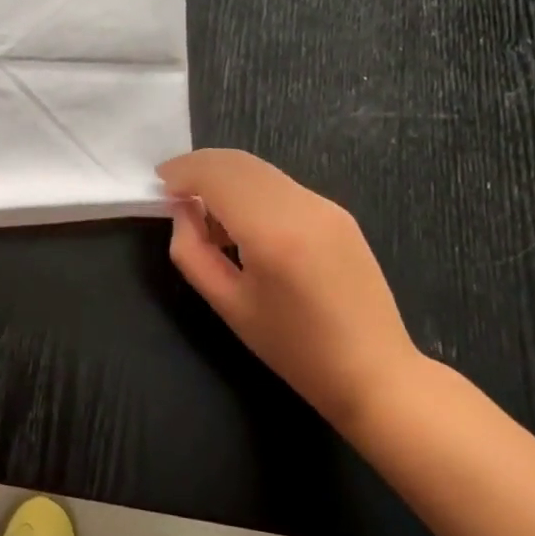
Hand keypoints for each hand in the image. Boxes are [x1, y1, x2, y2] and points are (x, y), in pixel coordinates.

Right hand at [157, 149, 424, 430]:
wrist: (374, 372)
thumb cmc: (294, 349)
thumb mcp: (228, 305)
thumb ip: (192, 252)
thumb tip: (182, 211)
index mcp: (273, 233)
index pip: (217, 176)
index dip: (182, 172)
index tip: (159, 185)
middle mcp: (303, 206)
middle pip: (239, 163)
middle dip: (200, 168)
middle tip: (173, 190)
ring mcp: (326, 206)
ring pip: (260, 170)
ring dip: (225, 178)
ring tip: (205, 212)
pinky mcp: (338, 213)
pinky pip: (281, 186)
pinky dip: (250, 189)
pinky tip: (242, 222)